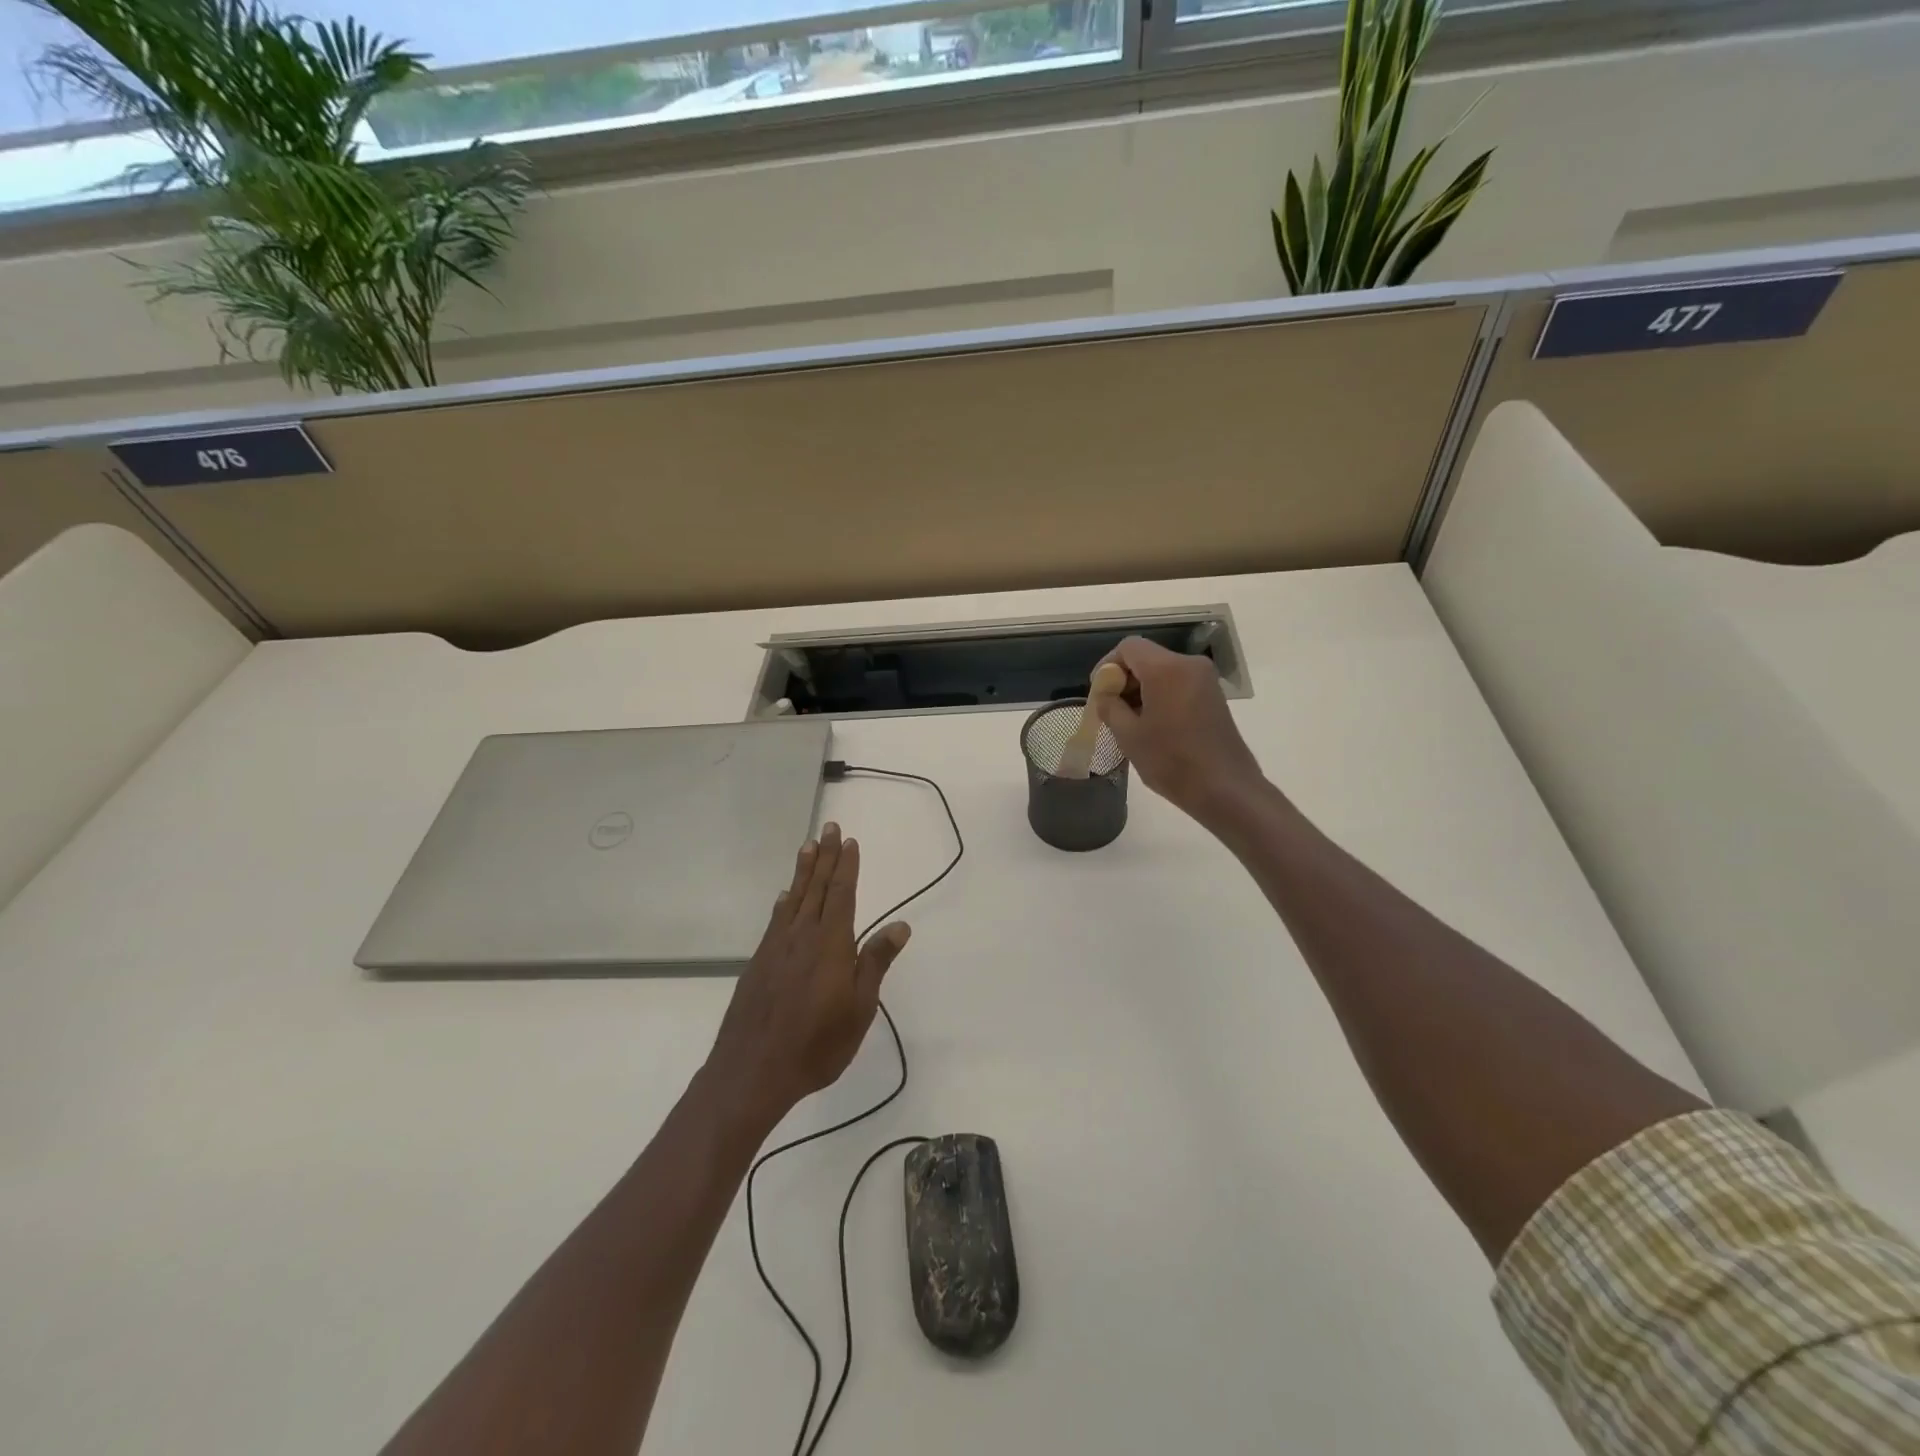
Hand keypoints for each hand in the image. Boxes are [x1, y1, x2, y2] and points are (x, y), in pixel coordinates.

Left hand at [706, 822, 910, 1131]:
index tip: (848, 841)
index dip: (846, 867)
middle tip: (828, 827)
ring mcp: (776, 948)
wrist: (752, 1071)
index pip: (841, 894)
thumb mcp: (859, 1008)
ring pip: (793, 899)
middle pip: (815, 888)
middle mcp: (802, 936)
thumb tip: (899, 925)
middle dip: (824, 857)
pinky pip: (775, 920)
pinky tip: (784, 897)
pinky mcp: (758, 963)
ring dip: (802, 871)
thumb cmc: (816, 1044)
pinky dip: (783, 903)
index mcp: (830, 944)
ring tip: (807, 847)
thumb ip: (875, 962)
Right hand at [1096, 637, 1264, 824]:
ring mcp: (1205, 680)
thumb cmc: (1171, 761)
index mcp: (1166, 669)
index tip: (1099, 692)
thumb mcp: (1129, 735)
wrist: (1225, 789)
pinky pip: (1178, 684)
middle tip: (1110, 709)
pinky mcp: (1213, 696)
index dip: (1107, 665)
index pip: (1128, 647)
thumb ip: (1110, 706)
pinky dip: (1160, 695)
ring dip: (1141, 688)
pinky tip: (1152, 724)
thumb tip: (1105, 694)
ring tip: (1129, 721)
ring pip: (1162, 671)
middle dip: (1124, 678)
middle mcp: (1189, 665)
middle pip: (1146, 657)